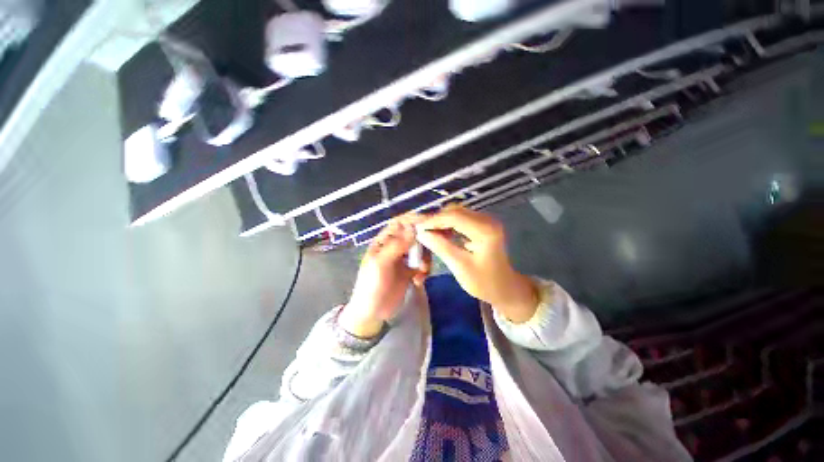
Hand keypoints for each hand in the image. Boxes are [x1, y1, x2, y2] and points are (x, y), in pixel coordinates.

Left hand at [339, 215, 430, 337]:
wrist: (373, 313)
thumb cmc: (372, 285)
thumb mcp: (380, 264)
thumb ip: (396, 245)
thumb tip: (414, 228)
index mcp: (384, 241)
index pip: (400, 222)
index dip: (414, 219)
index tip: (429, 222)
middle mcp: (395, 246)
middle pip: (414, 234)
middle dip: (424, 241)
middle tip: (434, 247)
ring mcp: (404, 258)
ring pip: (421, 249)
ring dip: (426, 258)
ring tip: (422, 271)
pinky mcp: (411, 270)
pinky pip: (423, 263)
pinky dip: (425, 270)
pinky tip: (419, 280)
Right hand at [416, 206, 538, 322]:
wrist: (504, 288)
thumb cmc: (484, 282)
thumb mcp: (460, 267)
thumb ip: (441, 247)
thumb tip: (421, 233)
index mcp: (485, 230)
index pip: (454, 216)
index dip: (434, 220)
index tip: (418, 228)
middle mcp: (487, 220)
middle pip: (455, 211)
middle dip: (436, 219)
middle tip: (421, 231)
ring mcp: (486, 221)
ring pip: (457, 213)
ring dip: (441, 221)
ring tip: (428, 233)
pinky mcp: (482, 225)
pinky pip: (461, 219)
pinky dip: (448, 224)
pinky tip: (440, 234)